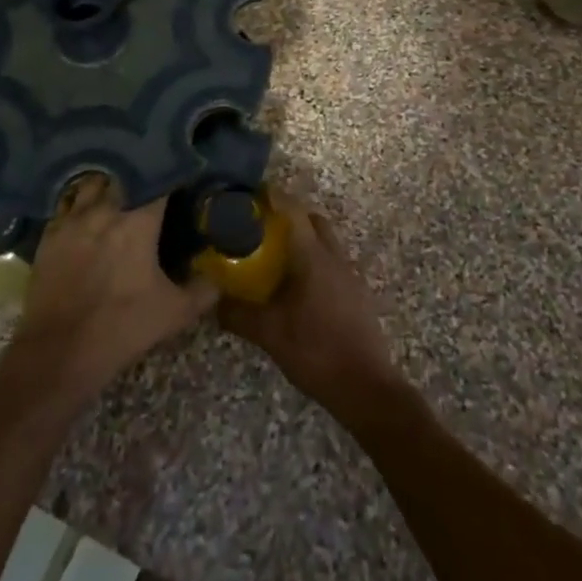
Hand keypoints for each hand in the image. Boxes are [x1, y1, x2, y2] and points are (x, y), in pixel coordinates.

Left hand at [14, 178, 215, 402]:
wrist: (57, 353)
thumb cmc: (120, 328)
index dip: (172, 175)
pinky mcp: (49, 235)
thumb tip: (216, 279)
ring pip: (93, 184)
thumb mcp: (173, 314)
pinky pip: (67, 205)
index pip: (160, 181)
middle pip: (124, 174)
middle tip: (150, 187)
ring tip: (118, 193)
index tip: (182, 178)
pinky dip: (80, 204)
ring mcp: (72, 219)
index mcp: (138, 221)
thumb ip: (201, 292)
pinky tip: (87, 215)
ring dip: (107, 185)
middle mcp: (104, 209)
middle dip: (139, 176)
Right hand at [218, 200, 407, 425]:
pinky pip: (332, 263)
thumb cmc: (316, 351)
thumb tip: (214, 302)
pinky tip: (298, 287)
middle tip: (262, 226)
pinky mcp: (356, 294)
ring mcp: (349, 275)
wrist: (367, 387)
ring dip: (304, 239)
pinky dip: (314, 262)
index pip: (293, 211)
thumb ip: (239, 315)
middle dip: (290, 216)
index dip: (273, 196)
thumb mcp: (270, 334)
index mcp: (313, 256)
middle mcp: (334, 257)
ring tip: (276, 256)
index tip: (251, 193)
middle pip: (313, 220)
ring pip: (325, 241)